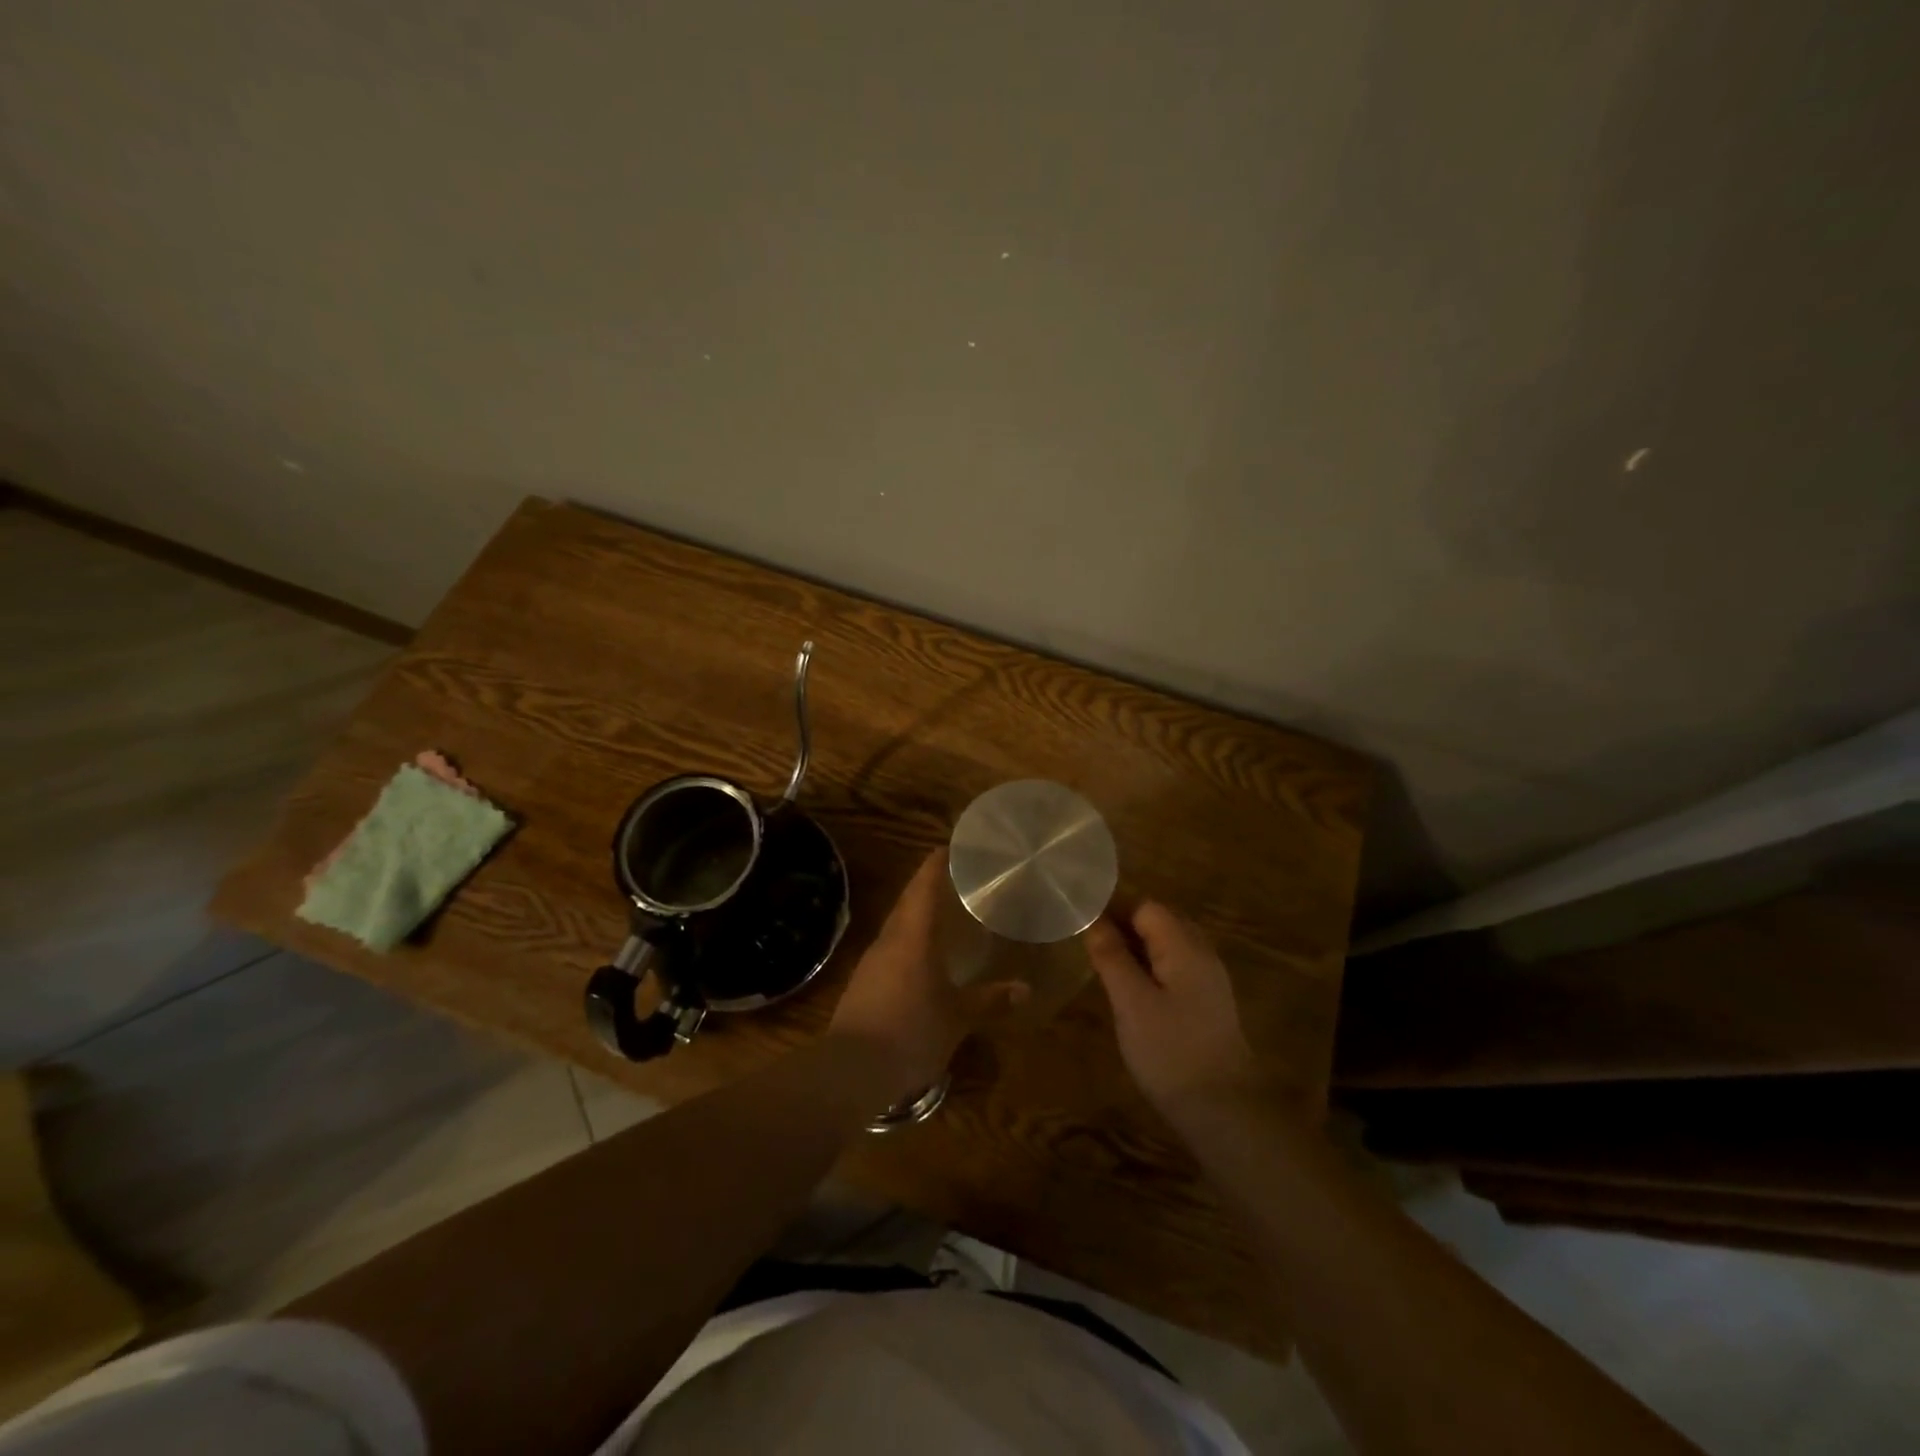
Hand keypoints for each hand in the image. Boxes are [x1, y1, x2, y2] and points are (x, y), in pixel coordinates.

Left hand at [828, 849, 1025, 1100]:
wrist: (852, 1069)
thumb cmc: (911, 1032)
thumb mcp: (957, 1018)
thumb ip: (989, 999)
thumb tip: (1024, 988)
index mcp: (913, 936)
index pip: (924, 886)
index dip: (936, 863)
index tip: (951, 847)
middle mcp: (889, 939)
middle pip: (908, 901)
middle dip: (928, 886)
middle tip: (955, 879)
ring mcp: (871, 961)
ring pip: (897, 925)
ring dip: (916, 914)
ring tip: (942, 915)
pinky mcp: (862, 983)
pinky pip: (889, 948)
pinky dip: (907, 941)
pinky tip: (920, 957)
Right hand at [1085, 903, 1261, 1120]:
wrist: (1224, 1111)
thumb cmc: (1170, 1051)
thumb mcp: (1131, 1001)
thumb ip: (1111, 956)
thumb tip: (1093, 919)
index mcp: (1184, 946)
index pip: (1146, 906)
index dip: (1113, 910)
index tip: (1082, 927)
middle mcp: (1201, 953)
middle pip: (1159, 922)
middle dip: (1124, 928)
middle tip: (1089, 948)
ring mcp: (1208, 980)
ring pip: (1167, 947)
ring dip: (1136, 950)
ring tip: (1104, 968)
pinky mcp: (1208, 1004)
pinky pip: (1175, 969)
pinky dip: (1150, 971)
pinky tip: (1132, 993)